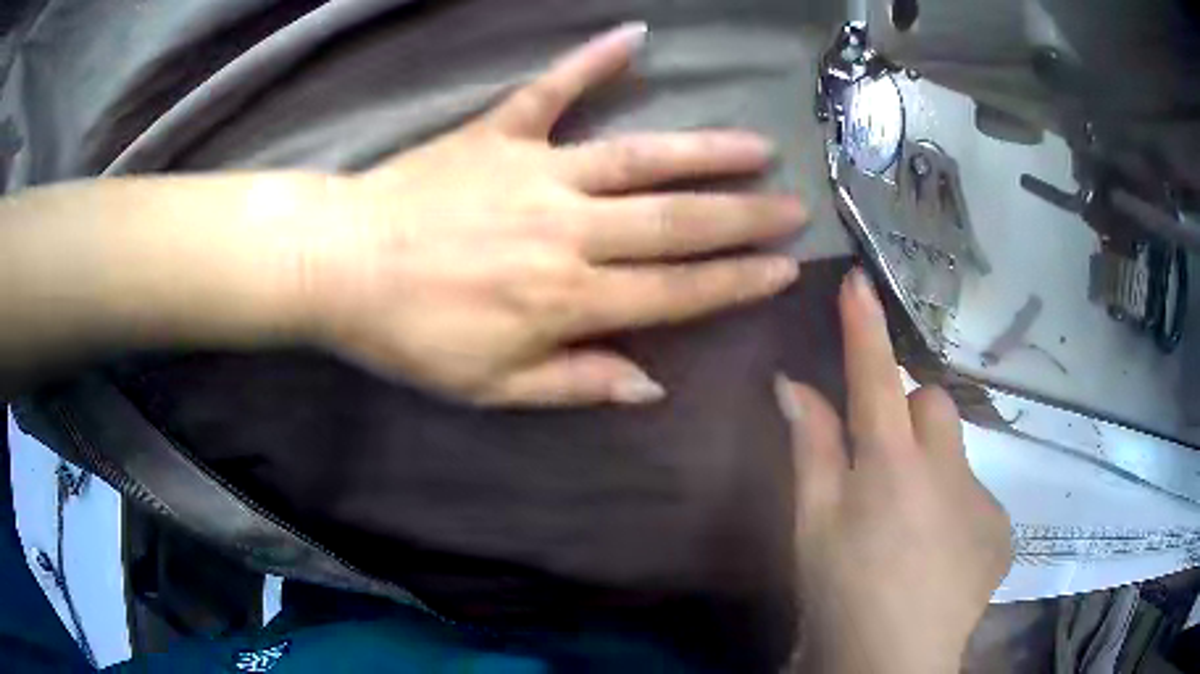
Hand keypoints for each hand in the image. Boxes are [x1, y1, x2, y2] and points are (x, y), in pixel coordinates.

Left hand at [304, 23, 806, 406]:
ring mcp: (535, 173)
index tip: (783, 269)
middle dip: (743, 217)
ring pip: (638, 158)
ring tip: (757, 146)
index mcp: (565, 300)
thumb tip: (650, 385)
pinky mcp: (498, 133)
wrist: (339, 266)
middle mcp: (566, 231)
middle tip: (794, 208)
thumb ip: (574, 383)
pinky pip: (552, 89)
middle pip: (674, 222)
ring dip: (704, 151)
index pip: (674, 292)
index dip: (735, 283)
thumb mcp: (489, 387)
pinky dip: (592, 60)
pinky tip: (635, 35)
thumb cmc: (409, 335)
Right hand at [775, 270, 1011, 673]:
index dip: (864, 327)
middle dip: (911, 416)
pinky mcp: (1002, 530)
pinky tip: (941, 558)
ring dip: (935, 471)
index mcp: (890, 466)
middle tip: (887, 466)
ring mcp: (983, 500)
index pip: (876, 376)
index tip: (859, 280)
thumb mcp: (812, 526)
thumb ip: (811, 450)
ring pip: (959, 454)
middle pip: (935, 404)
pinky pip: (979, 499)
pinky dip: (958, 513)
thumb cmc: (840, 593)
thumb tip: (793, 385)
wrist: (896, 662)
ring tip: (913, 529)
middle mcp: (946, 469)